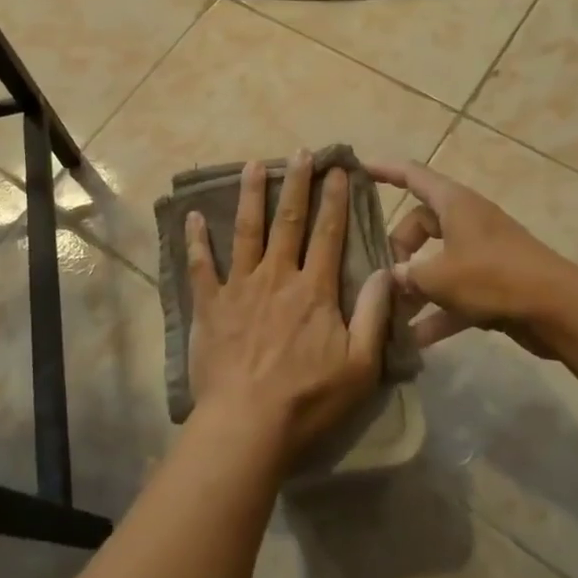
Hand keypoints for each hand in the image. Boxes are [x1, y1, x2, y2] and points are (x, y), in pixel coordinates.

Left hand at [187, 151, 392, 465]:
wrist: (248, 425)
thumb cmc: (309, 399)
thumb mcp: (361, 366)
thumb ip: (374, 315)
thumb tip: (385, 270)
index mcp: (314, 290)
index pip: (329, 234)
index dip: (335, 199)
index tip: (338, 170)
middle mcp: (277, 276)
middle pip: (289, 221)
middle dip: (296, 184)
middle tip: (299, 152)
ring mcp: (240, 287)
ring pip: (246, 230)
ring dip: (251, 195)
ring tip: (253, 164)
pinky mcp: (211, 304)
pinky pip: (201, 265)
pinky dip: (196, 240)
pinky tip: (192, 216)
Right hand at [368, 159, 564, 357]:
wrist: (559, 310)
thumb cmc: (494, 277)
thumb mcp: (438, 276)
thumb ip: (406, 276)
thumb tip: (388, 279)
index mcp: (454, 203)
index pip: (411, 175)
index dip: (383, 170)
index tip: (355, 169)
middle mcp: (467, 221)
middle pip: (420, 224)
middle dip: (397, 249)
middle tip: (381, 274)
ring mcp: (481, 253)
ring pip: (436, 261)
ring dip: (415, 286)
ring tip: (390, 312)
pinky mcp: (493, 283)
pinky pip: (455, 293)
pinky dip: (437, 312)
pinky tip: (416, 341)